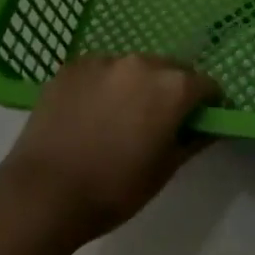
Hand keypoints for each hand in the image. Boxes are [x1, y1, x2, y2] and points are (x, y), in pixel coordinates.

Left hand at [0, 54, 221, 242]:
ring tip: (119, 117)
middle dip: (171, 90)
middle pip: (170, 69)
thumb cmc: (113, 189)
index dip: (207, 103)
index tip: (199, 121)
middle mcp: (143, 62)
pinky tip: (90, 113)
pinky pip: (100, 70)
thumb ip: (194, 141)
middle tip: (158, 121)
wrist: (42, 194)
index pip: (206, 84)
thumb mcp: (164, 171)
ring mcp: (104, 60)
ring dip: (136, 85)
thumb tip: (212, 126)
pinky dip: (103, 85)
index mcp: (173, 87)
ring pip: (133, 68)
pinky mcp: (72, 66)